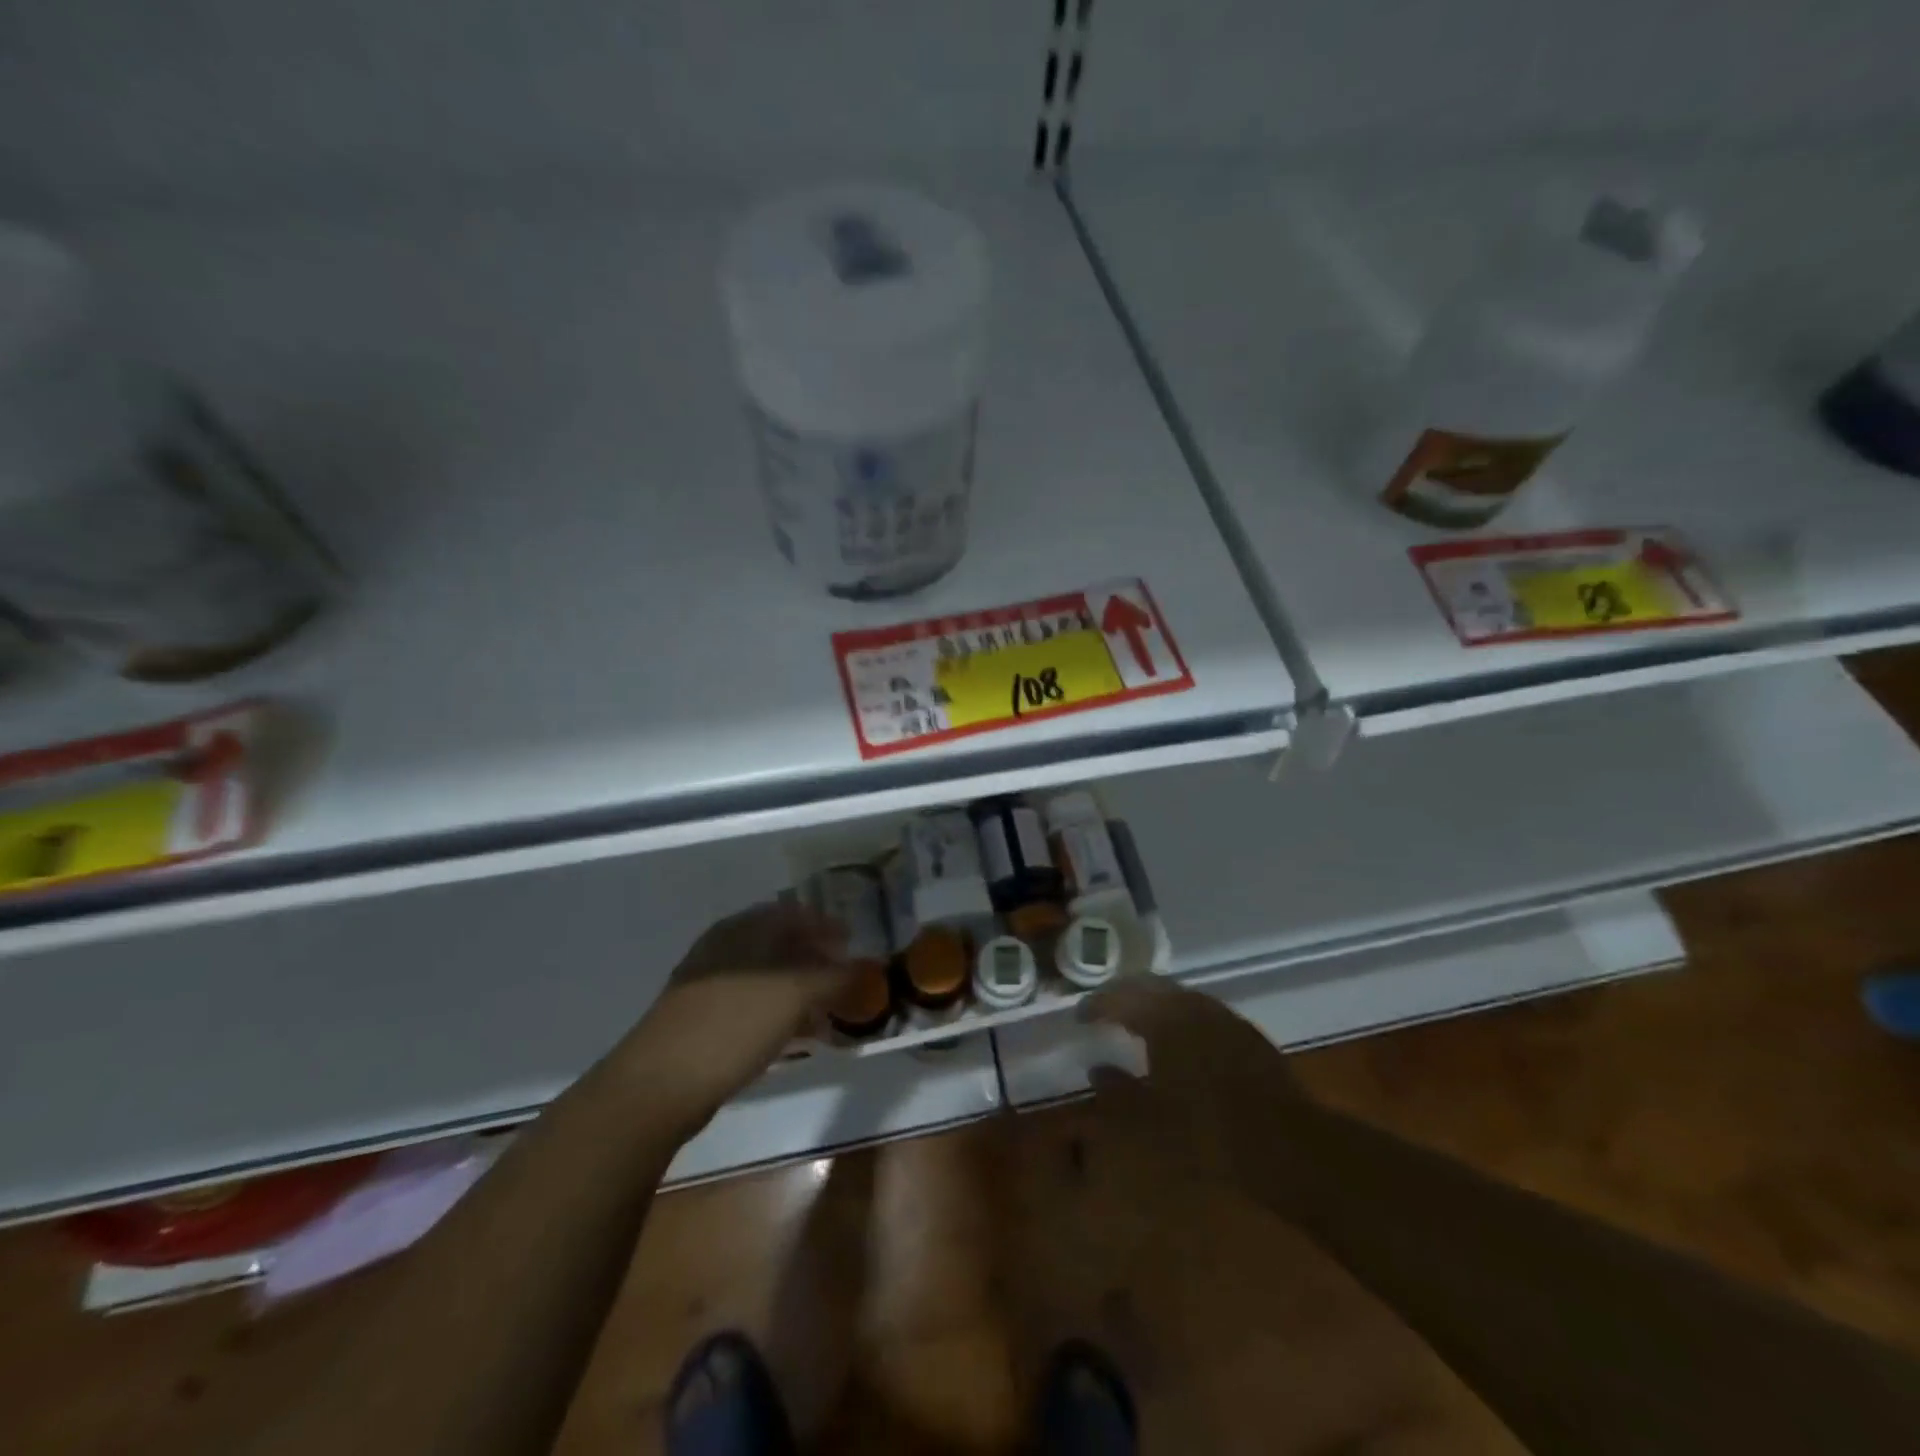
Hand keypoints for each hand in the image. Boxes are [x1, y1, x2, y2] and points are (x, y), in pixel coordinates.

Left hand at [610, 901, 854, 1138]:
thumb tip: (869, 966)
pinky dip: (780, 1014)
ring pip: (767, 978)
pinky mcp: (703, 1021)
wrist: (661, 1083)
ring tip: (830, 1012)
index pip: (794, 913)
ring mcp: (710, 985)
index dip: (826, 926)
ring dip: (801, 990)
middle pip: (780, 945)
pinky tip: (798, 1036)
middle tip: (846, 979)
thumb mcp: (795, 994)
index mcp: (744, 929)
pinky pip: (753, 1006)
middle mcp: (725, 948)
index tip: (853, 942)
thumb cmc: (734, 1023)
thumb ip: (836, 977)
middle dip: (816, 960)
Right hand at [1080, 977, 1314, 1204]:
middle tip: (1105, 1009)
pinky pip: (1201, 1012)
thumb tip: (1097, 1070)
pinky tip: (1180, 1040)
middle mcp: (1192, 1005)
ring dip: (1154, 1004)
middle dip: (1124, 995)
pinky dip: (1180, 1017)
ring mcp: (1223, 1016)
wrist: (1286, 1145)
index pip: (1119, 998)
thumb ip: (1118, 1088)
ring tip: (1138, 1021)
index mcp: (1163, 1017)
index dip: (1096, 1005)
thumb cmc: (1208, 1131)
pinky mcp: (1246, 1033)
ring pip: (1178, 997)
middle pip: (1149, 987)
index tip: (1080, 1016)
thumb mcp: (1150, 1117)